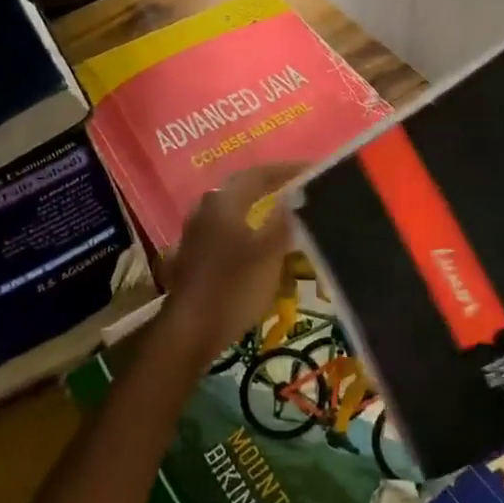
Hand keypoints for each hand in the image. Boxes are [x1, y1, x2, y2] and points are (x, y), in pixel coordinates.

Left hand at [159, 164, 306, 358]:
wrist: (190, 332)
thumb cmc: (233, 287)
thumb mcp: (269, 254)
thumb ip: (283, 221)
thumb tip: (294, 195)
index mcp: (224, 201)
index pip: (260, 174)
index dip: (288, 171)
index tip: (313, 170)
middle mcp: (207, 208)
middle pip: (243, 188)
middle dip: (272, 186)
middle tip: (299, 188)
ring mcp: (197, 232)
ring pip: (234, 209)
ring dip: (259, 208)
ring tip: (284, 213)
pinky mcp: (195, 254)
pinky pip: (227, 229)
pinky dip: (248, 228)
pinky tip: (261, 241)